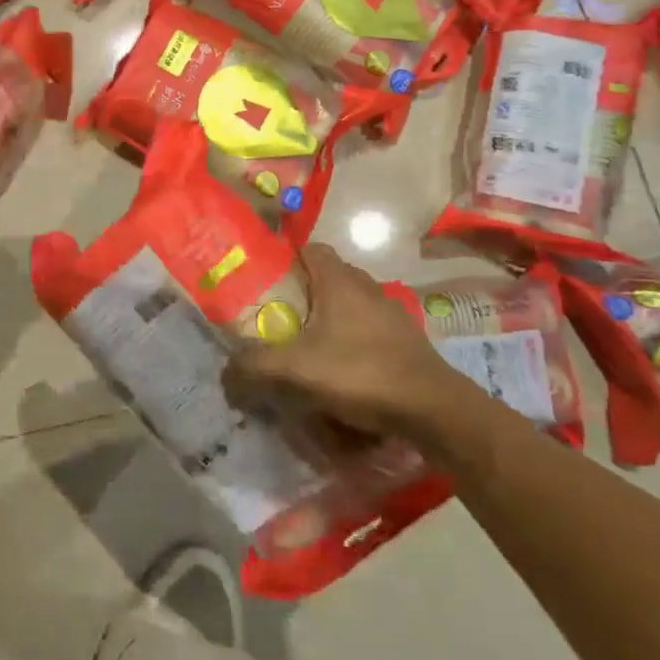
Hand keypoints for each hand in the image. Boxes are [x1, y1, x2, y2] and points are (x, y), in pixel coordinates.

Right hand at [226, 244, 474, 437]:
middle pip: (328, 277)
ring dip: (328, 319)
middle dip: (303, 293)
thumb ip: (254, 366)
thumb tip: (225, 372)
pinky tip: (339, 369)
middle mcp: (368, 288)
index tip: (264, 279)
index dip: (286, 258)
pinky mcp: (406, 341)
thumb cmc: (360, 373)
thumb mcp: (296, 370)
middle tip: (278, 317)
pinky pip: (368, 329)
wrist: (434, 410)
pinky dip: (350, 340)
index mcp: (340, 281)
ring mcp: (392, 314)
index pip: (310, 249)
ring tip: (305, 346)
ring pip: (350, 304)